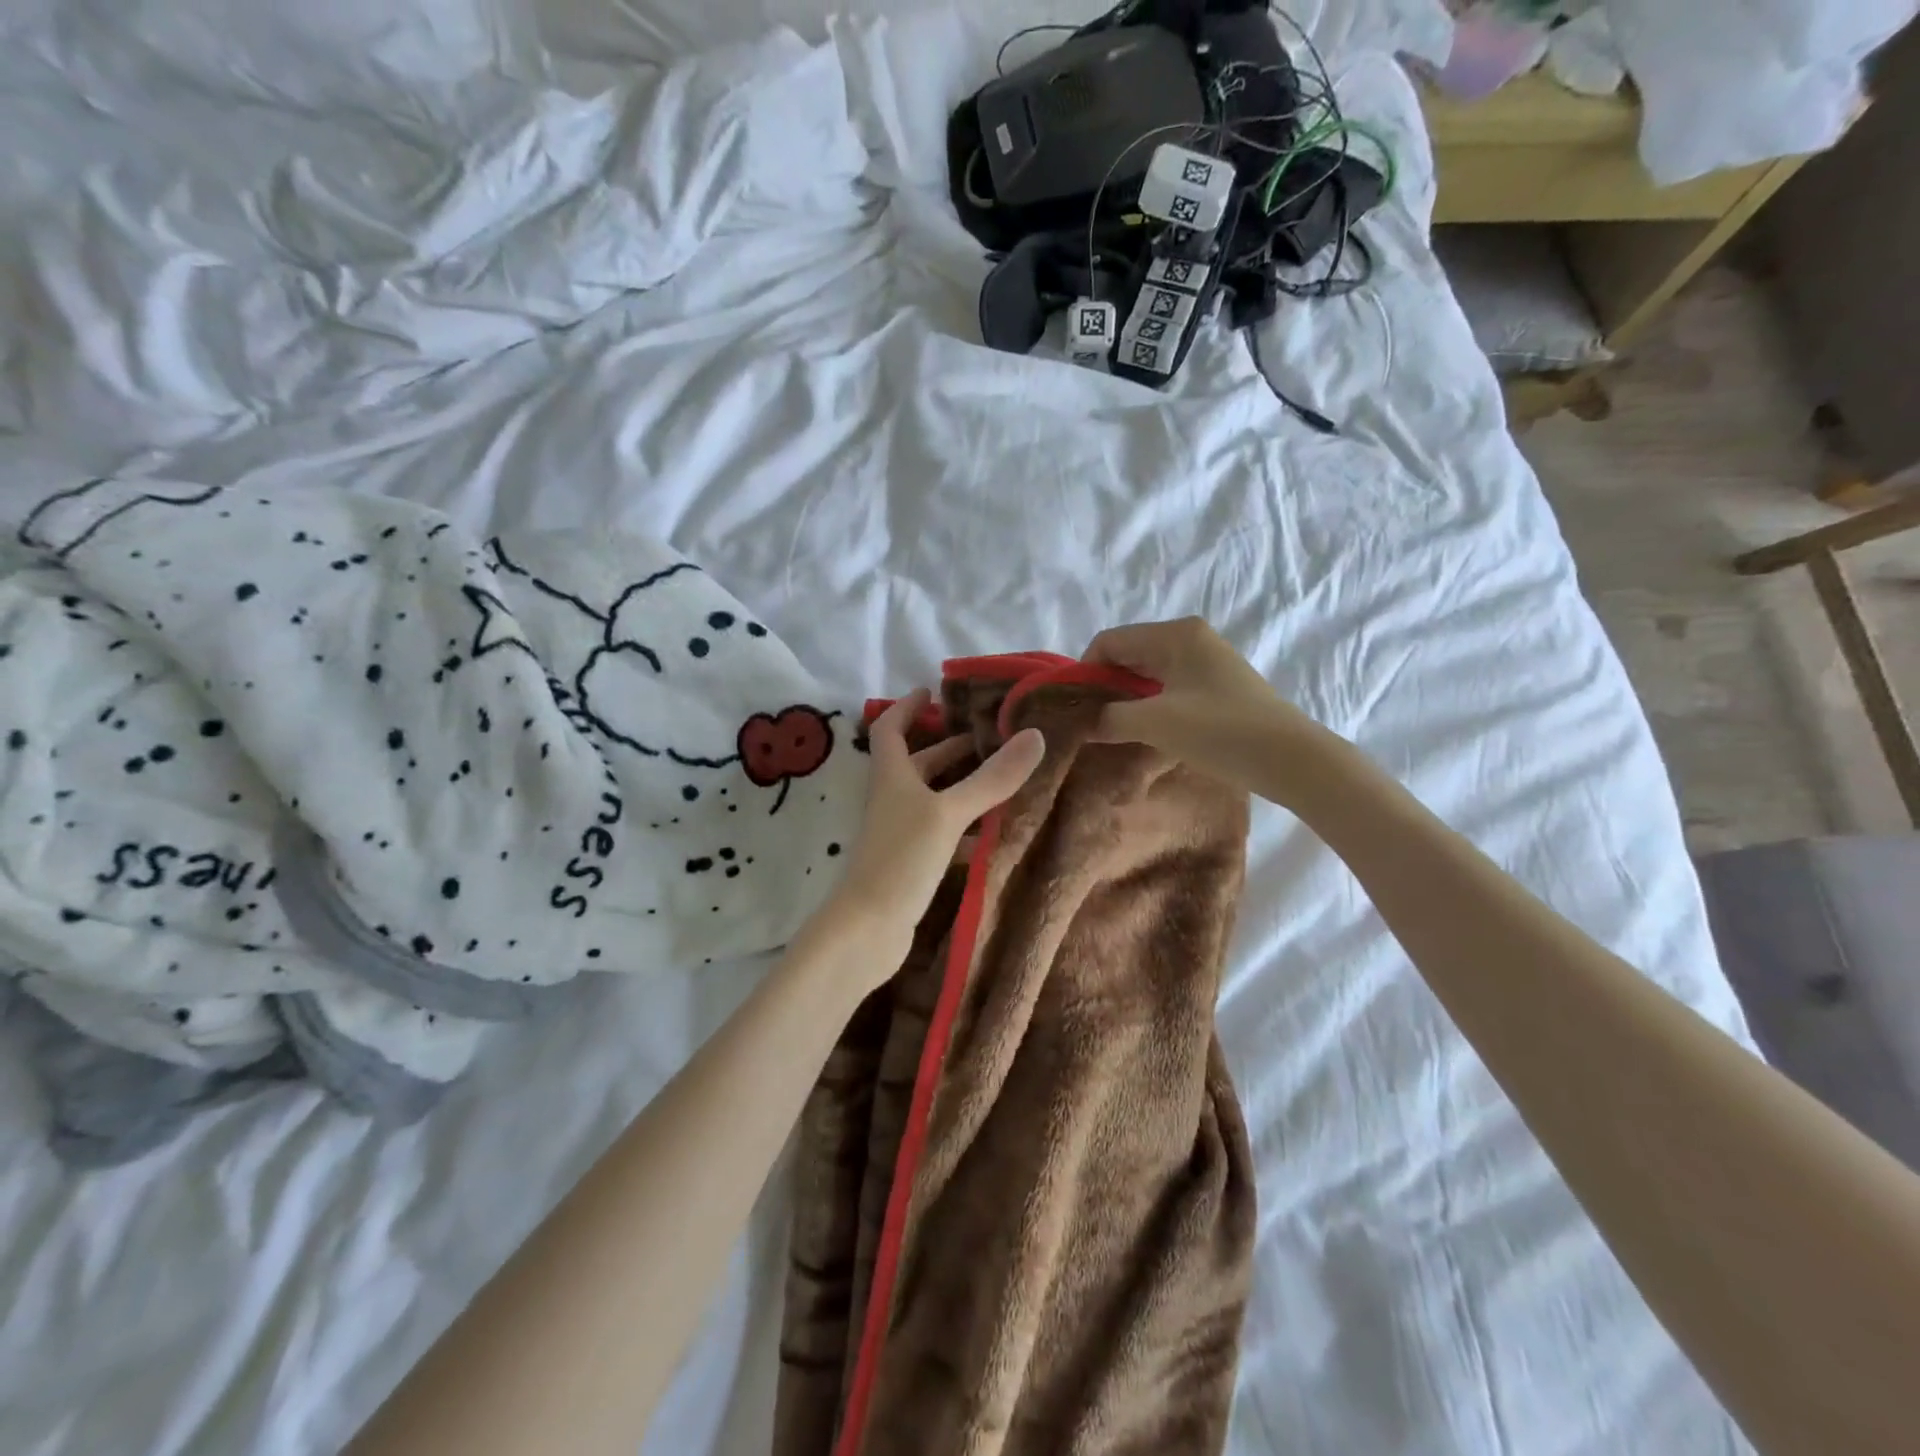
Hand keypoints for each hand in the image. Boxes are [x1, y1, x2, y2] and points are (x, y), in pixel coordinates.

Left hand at [810, 689, 1044, 990]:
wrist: (868, 929)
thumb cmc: (901, 859)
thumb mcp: (949, 813)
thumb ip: (991, 778)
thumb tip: (1034, 735)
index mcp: (892, 776)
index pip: (891, 728)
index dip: (907, 707)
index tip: (931, 691)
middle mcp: (893, 798)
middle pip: (919, 763)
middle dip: (950, 748)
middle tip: (990, 738)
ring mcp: (901, 832)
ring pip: (934, 799)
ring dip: (962, 787)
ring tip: (1004, 779)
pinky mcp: (912, 862)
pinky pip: (943, 833)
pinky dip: (966, 828)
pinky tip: (994, 834)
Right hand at [1082, 618, 1321, 787]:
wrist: (1292, 759)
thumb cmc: (1221, 731)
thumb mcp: (1156, 724)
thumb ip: (1111, 718)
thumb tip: (1082, 723)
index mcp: (1175, 634)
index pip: (1110, 641)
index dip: (1085, 671)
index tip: (1072, 707)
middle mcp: (1189, 638)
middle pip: (1129, 654)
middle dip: (1104, 685)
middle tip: (1087, 722)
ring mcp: (1206, 661)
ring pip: (1148, 673)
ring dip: (1126, 698)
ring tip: (1110, 729)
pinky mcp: (1217, 686)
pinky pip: (1168, 687)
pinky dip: (1149, 705)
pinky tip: (1143, 731)